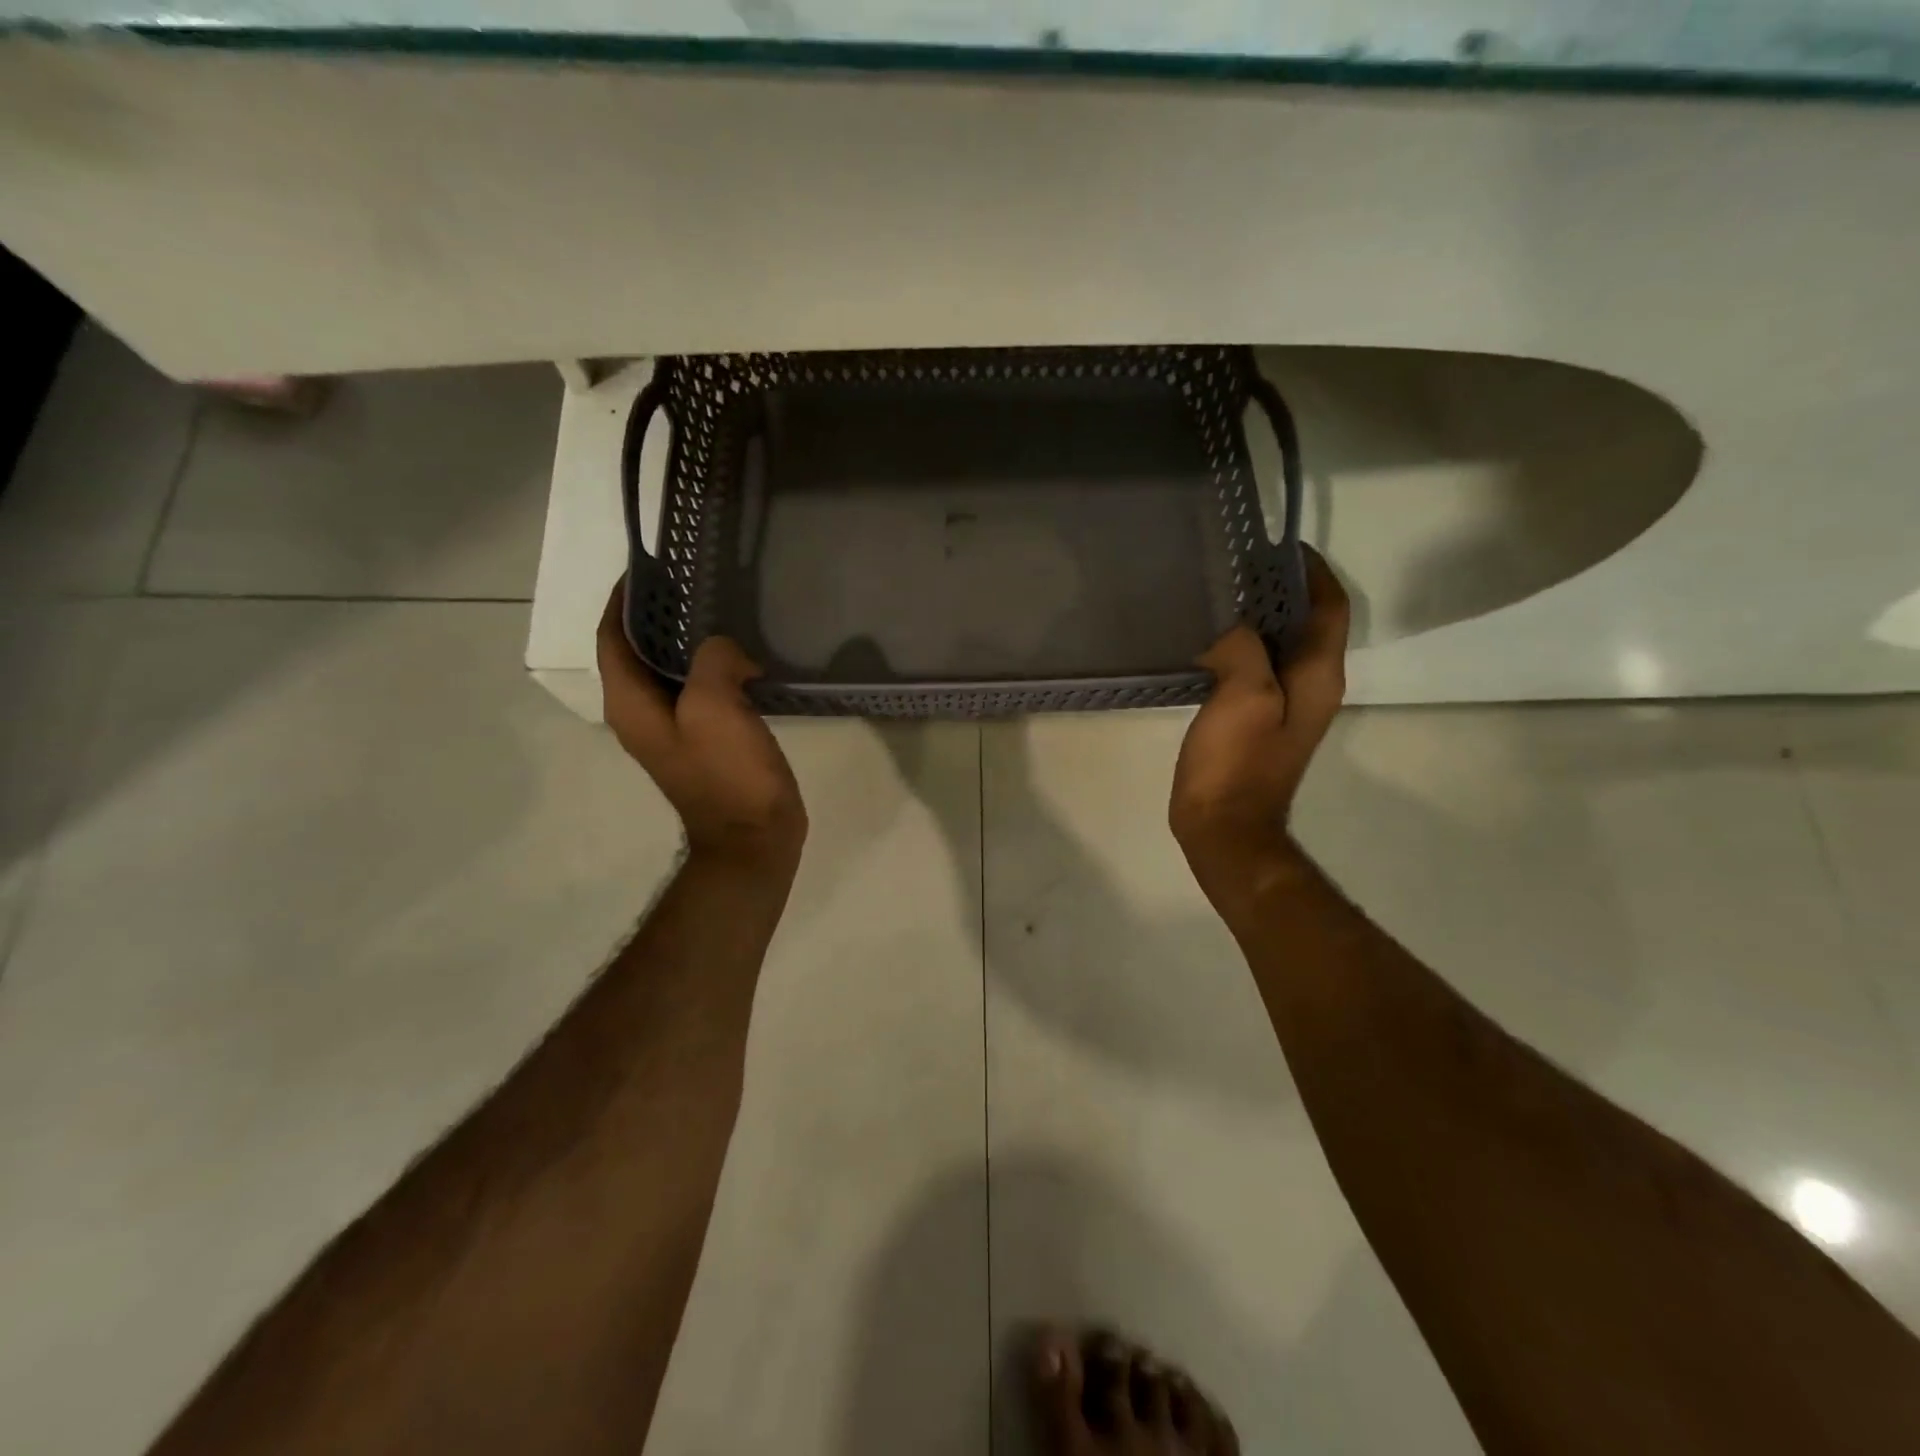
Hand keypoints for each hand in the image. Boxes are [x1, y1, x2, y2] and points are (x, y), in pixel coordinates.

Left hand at [597, 581, 806, 866]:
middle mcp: (642, 714)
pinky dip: (713, 667)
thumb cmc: (728, 776)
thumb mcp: (715, 708)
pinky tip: (743, 656)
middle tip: (694, 583)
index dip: (623, 600)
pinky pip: (700, 689)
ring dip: (688, 640)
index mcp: (630, 704)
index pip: (611, 638)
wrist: (754, 839)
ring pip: (671, 670)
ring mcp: (674, 729)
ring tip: (720, 610)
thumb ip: (713, 661)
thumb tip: (726, 651)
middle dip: (659, 614)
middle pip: (638, 650)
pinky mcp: (705, 740)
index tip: (651, 568)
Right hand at [1171, 548, 1349, 896]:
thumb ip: (1245, 648)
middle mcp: (1312, 685)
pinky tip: (1207, 642)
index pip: (1329, 607)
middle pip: (1307, 623)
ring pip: (1280, 645)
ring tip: (1219, 596)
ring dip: (1258, 618)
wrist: (1224, 828)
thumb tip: (1233, 632)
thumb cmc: (1236, 763)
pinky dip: (1240, 646)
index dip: (1313, 572)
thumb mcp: (1244, 696)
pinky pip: (1257, 668)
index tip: (1280, 547)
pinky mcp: (1259, 720)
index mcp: (1319, 675)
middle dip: (1281, 589)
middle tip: (1237, 567)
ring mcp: (1285, 706)